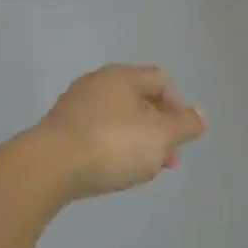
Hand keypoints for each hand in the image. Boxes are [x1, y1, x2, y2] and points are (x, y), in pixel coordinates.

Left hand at [31, 64, 205, 201]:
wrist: (47, 168)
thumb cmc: (112, 145)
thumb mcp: (160, 137)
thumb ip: (185, 125)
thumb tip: (200, 114)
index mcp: (123, 76)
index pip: (161, 80)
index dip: (178, 107)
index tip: (181, 138)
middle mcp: (97, 82)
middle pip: (138, 100)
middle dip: (157, 130)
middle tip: (165, 161)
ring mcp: (74, 105)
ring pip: (116, 118)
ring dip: (135, 141)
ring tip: (140, 171)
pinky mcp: (57, 130)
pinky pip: (94, 133)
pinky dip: (109, 147)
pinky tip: (110, 171)